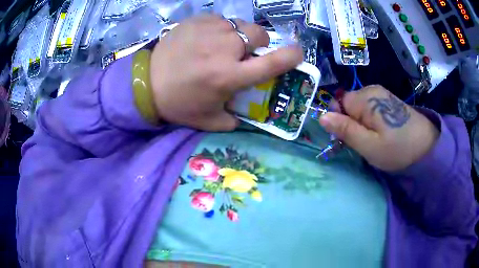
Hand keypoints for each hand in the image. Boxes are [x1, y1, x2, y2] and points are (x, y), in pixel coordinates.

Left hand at [149, 15, 302, 130]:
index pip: (273, 62)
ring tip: (220, 46)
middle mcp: (225, 48)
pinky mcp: (197, 20)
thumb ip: (235, 119)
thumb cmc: (179, 103)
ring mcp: (210, 30)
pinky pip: (221, 20)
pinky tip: (205, 40)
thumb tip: (248, 112)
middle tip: (243, 54)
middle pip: (259, 34)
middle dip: (258, 43)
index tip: (298, 53)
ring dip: (238, 36)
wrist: (147, 83)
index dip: (291, 56)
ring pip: (241, 25)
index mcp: (230, 76)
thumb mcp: (210, 120)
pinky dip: (220, 30)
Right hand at [319, 85, 438, 171]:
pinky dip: (371, 120)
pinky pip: (370, 108)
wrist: (427, 146)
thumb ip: (345, 130)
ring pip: (358, 107)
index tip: (349, 138)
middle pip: (348, 104)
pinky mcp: (388, 100)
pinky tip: (382, 130)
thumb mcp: (369, 146)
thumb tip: (321, 117)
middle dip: (350, 122)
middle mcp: (371, 90)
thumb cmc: (397, 149)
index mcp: (365, 99)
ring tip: (374, 138)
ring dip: (361, 123)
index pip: (337, 104)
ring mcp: (381, 94)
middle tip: (364, 142)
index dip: (339, 121)